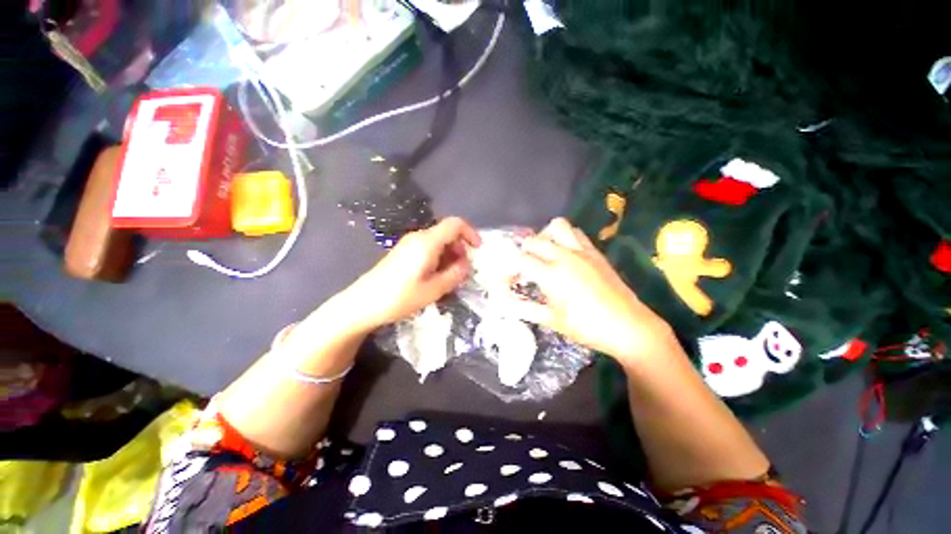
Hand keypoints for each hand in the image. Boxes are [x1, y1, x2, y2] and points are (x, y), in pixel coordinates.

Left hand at [342, 217, 481, 330]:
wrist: (363, 303)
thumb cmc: (400, 297)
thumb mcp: (434, 289)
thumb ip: (455, 274)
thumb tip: (466, 265)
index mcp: (427, 242)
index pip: (455, 224)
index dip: (470, 233)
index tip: (478, 249)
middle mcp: (418, 237)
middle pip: (447, 233)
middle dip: (460, 248)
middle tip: (463, 270)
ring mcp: (409, 244)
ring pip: (438, 241)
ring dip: (450, 255)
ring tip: (450, 277)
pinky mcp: (403, 252)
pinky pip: (427, 248)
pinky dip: (438, 258)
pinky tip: (435, 277)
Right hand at [510, 218, 675, 367]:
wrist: (628, 327)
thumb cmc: (587, 327)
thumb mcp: (552, 320)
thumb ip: (526, 309)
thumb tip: (505, 305)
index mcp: (550, 274)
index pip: (519, 260)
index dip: (509, 269)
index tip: (509, 281)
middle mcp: (563, 256)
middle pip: (533, 240)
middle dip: (523, 251)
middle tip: (524, 268)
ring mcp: (581, 251)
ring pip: (557, 226)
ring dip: (545, 236)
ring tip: (544, 253)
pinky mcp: (595, 252)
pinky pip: (576, 233)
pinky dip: (565, 238)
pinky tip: (566, 254)